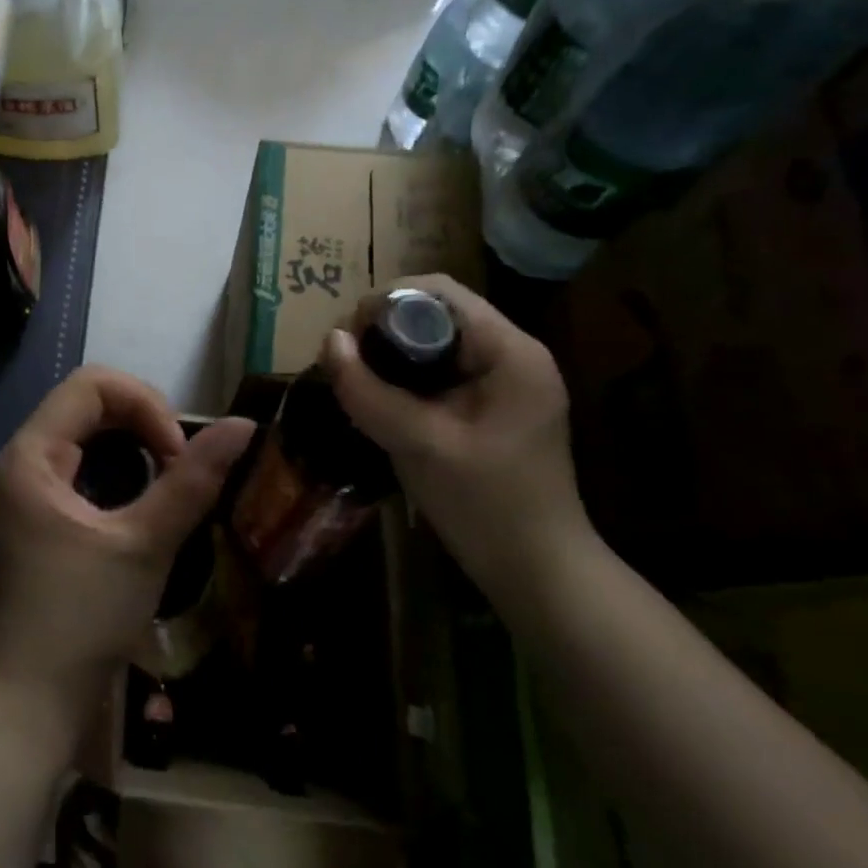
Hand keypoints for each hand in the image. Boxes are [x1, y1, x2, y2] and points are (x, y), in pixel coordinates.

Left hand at [0, 367, 254, 731]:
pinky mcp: (38, 518)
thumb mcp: (144, 547)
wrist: (27, 708)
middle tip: (178, 465)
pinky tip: (144, 502)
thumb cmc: (80, 622)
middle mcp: (21, 462)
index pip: (92, 385)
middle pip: (87, 404)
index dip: (145, 404)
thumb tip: (243, 425)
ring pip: (86, 435)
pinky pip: (80, 468)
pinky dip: (118, 471)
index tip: (177, 455)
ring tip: (168, 480)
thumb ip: (192, 482)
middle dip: (141, 421)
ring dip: (132, 445)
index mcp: (32, 455)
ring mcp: (26, 491)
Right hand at [318, 274, 587, 595]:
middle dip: (383, 327)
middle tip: (344, 360)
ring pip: (433, 341)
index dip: (385, 302)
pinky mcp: (490, 404)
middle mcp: (511, 353)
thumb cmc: (487, 507)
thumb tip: (328, 340)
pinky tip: (379, 399)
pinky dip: (405, 376)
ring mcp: (503, 379)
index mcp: (510, 352)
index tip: (346, 336)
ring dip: (390, 352)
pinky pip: (439, 370)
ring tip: (353, 377)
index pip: (439, 293)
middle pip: (435, 312)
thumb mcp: (420, 445)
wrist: (539, 574)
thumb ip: (370, 391)